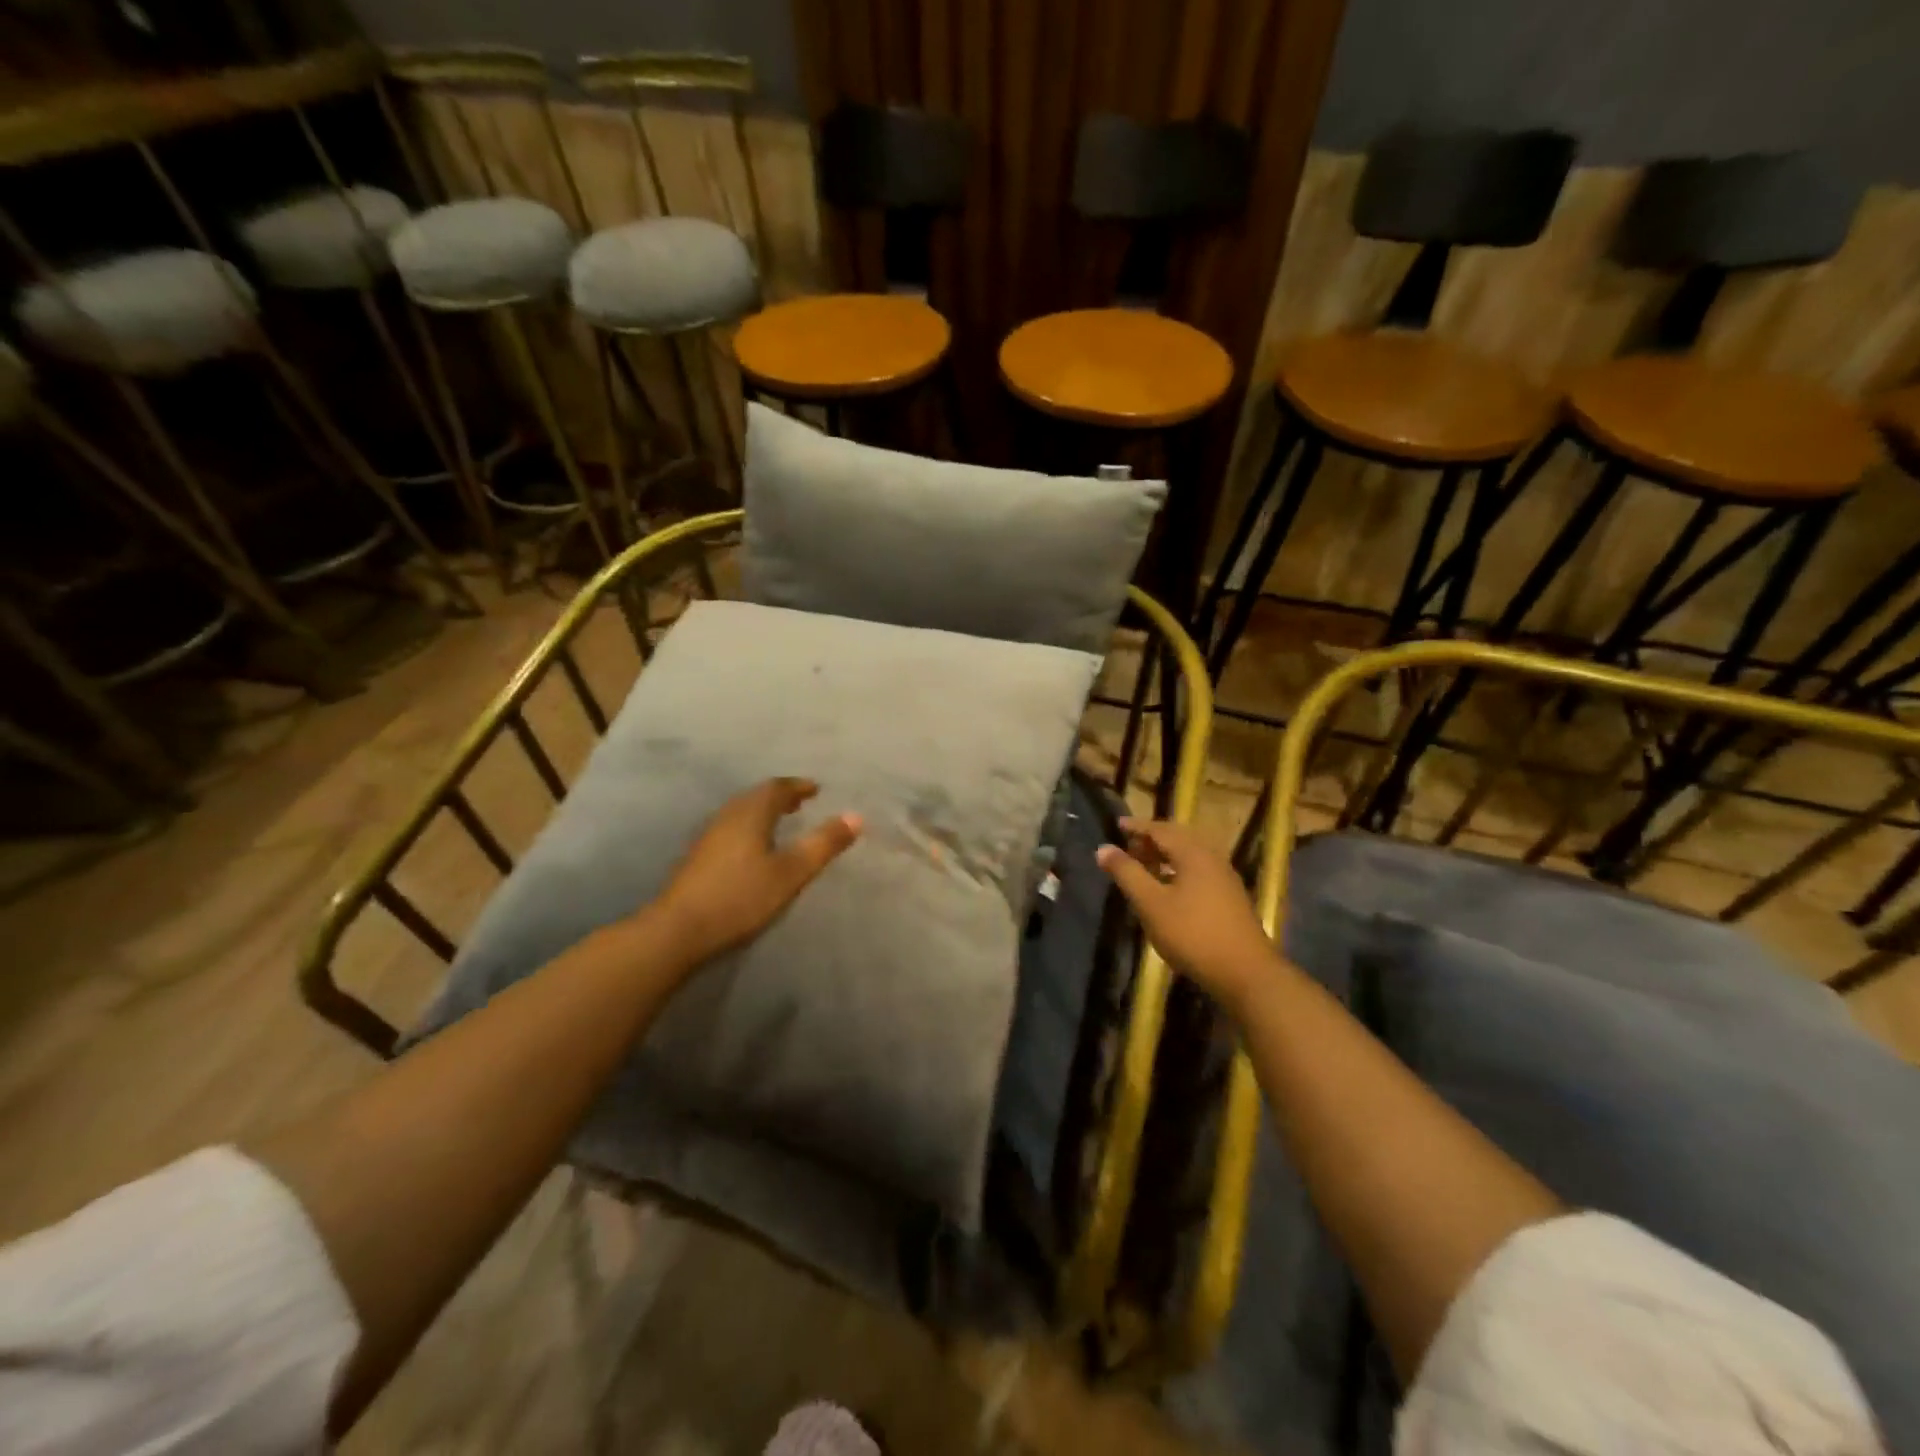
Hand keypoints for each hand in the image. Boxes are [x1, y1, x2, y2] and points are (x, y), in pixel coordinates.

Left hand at [653, 778, 861, 968]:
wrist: (678, 930)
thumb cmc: (741, 897)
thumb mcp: (791, 872)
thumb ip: (824, 844)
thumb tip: (856, 816)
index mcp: (751, 813)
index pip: (778, 788)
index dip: (799, 787)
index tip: (816, 789)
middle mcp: (728, 816)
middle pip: (756, 797)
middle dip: (780, 797)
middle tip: (800, 803)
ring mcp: (708, 836)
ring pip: (741, 813)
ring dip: (763, 812)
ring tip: (781, 823)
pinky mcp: (697, 857)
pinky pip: (730, 829)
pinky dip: (749, 828)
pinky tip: (753, 850)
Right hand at [1095, 818, 1277, 1010]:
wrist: (1245, 972)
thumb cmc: (1192, 934)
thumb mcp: (1151, 904)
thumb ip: (1127, 873)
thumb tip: (1103, 849)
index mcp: (1193, 854)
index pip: (1160, 829)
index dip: (1137, 826)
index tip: (1117, 825)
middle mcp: (1212, 858)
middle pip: (1178, 839)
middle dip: (1152, 840)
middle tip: (1129, 848)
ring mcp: (1225, 878)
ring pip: (1190, 856)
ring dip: (1166, 856)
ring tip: (1145, 867)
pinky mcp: (1230, 898)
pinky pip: (1199, 871)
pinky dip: (1178, 870)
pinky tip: (1169, 890)